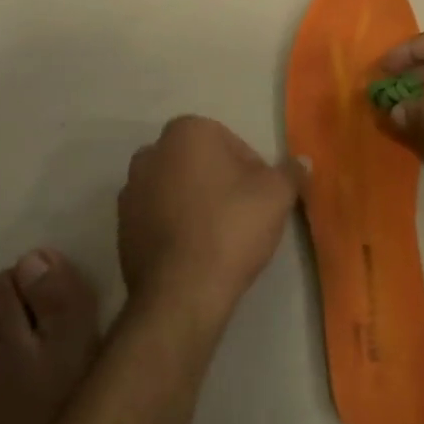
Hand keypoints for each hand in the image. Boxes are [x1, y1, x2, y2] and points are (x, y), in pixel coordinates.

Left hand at [117, 116, 306, 325]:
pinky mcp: (121, 227)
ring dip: (196, 203)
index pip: (231, 143)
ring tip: (219, 237)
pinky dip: (176, 226)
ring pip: (177, 189)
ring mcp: (130, 190)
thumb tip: (302, 161)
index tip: (262, 198)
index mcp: (186, 132)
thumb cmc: (232, 227)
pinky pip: (158, 217)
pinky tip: (195, 252)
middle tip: (244, 215)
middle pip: (200, 163)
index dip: (252, 170)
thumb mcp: (277, 194)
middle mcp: (151, 152)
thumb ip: (291, 172)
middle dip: (220, 182)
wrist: (181, 291)